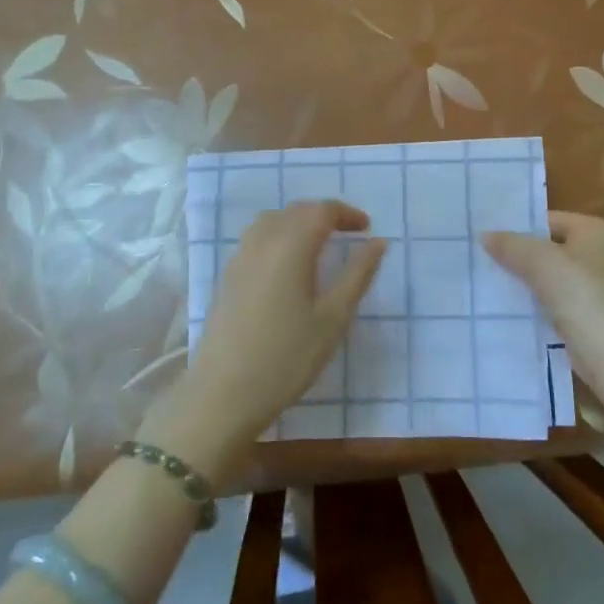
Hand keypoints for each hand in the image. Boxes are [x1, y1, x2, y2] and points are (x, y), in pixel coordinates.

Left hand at [149, 200, 384, 474]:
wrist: (225, 392)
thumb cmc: (287, 357)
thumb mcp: (333, 318)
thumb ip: (357, 275)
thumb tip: (378, 243)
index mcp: (291, 246)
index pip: (321, 211)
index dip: (347, 213)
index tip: (367, 228)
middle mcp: (262, 242)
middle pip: (296, 211)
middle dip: (324, 215)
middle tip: (349, 234)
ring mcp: (240, 258)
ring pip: (272, 221)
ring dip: (299, 222)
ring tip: (319, 244)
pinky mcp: (228, 276)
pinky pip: (256, 239)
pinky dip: (278, 236)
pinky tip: (288, 265)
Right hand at [482, 212, 603, 380]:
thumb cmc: (581, 296)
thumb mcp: (541, 262)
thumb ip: (511, 245)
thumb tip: (484, 235)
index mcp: (593, 231)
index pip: (546, 220)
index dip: (517, 227)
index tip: (485, 237)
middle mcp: (596, 253)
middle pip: (546, 248)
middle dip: (516, 255)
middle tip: (479, 257)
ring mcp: (592, 286)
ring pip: (546, 276)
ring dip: (521, 280)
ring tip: (484, 279)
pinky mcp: (584, 314)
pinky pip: (549, 300)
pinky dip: (530, 302)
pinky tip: (503, 306)